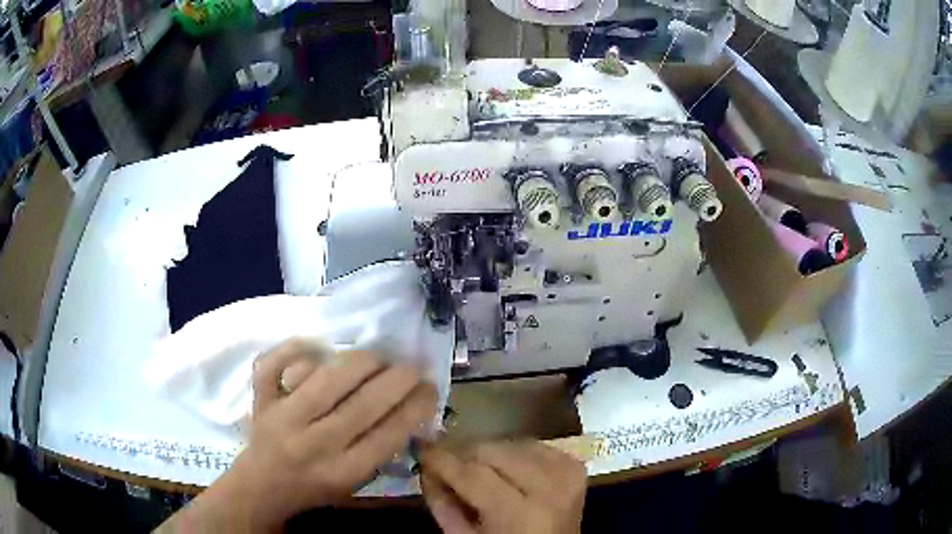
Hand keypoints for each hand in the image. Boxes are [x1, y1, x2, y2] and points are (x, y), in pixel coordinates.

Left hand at [166, 340, 436, 532]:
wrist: (263, 485)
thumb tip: (413, 409)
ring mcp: (282, 417)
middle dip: (397, 379)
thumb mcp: (356, 482)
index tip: (430, 387)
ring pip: (326, 379)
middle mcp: (313, 444)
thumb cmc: (316, 487)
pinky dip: (294, 349)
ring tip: (379, 357)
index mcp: (342, 471)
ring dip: (361, 361)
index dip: (415, 406)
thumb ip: (382, 451)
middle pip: (363, 404)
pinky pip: (273, 365)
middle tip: (413, 366)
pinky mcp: (260, 399)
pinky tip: (317, 345)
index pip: (388, 434)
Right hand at [420, 441, 586, 533]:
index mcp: (518, 515)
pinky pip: (535, 445)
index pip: (471, 473)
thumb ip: (442, 504)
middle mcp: (548, 488)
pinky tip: (509, 468)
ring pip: (511, 442)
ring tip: (481, 470)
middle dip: (465, 455)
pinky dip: (515, 452)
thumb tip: (426, 466)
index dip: (442, 459)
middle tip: (450, 464)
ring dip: (490, 454)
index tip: (422, 449)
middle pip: (492, 451)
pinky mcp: (575, 465)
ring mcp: (566, 474)